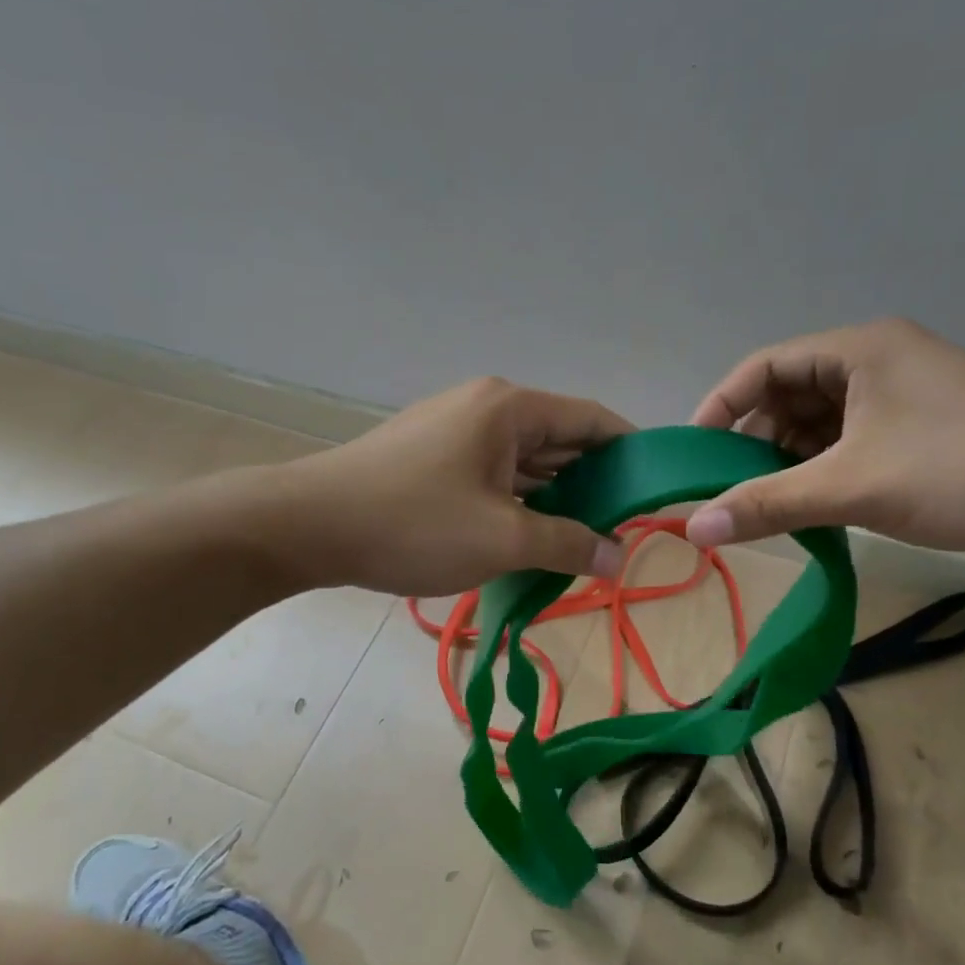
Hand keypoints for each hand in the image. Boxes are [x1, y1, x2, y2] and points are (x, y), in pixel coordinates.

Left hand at [275, 377, 632, 594]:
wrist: (308, 526)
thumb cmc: (413, 523)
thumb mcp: (502, 538)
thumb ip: (569, 544)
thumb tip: (620, 556)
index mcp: (510, 408)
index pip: (592, 420)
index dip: (630, 453)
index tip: (656, 491)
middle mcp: (485, 407)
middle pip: (559, 440)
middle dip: (593, 483)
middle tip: (624, 529)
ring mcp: (454, 430)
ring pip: (525, 462)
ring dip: (554, 498)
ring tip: (585, 541)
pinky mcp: (432, 457)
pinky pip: (493, 474)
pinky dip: (518, 502)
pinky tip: (532, 536)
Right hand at [684, 320, 964, 553]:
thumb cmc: (962, 472)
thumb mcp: (852, 488)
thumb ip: (766, 504)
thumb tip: (692, 526)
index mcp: (858, 349)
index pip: (762, 368)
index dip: (721, 408)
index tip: (695, 456)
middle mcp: (876, 359)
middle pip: (788, 394)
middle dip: (755, 442)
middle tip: (731, 490)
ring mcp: (901, 391)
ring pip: (818, 421)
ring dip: (789, 460)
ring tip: (768, 504)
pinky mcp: (919, 422)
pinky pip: (848, 438)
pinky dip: (823, 467)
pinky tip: (813, 503)